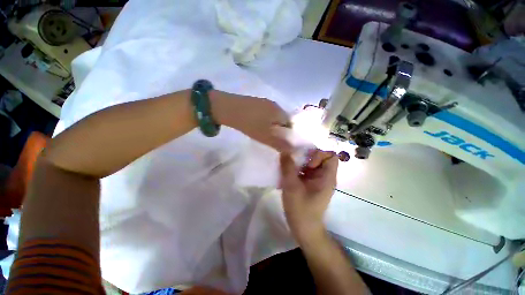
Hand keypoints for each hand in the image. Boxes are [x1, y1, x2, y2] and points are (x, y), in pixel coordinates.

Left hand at [211, 90, 291, 151]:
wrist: (228, 109)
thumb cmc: (249, 124)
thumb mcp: (265, 137)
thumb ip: (279, 144)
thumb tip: (292, 150)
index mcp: (279, 112)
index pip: (290, 124)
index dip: (288, 135)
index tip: (281, 142)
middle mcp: (275, 105)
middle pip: (282, 120)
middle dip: (279, 130)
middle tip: (271, 139)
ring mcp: (265, 102)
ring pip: (273, 116)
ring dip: (271, 125)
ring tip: (263, 133)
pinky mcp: (256, 102)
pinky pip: (265, 113)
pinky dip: (264, 120)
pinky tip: (256, 124)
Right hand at [280, 150, 337, 241]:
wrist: (304, 230)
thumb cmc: (301, 210)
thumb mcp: (292, 187)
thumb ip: (288, 168)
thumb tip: (284, 151)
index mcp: (327, 177)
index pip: (331, 156)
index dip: (318, 155)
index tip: (306, 164)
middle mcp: (325, 177)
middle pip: (320, 158)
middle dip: (306, 157)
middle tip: (294, 164)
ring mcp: (318, 181)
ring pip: (311, 164)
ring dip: (300, 164)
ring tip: (289, 169)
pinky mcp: (311, 185)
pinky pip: (306, 171)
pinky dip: (298, 170)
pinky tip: (288, 175)